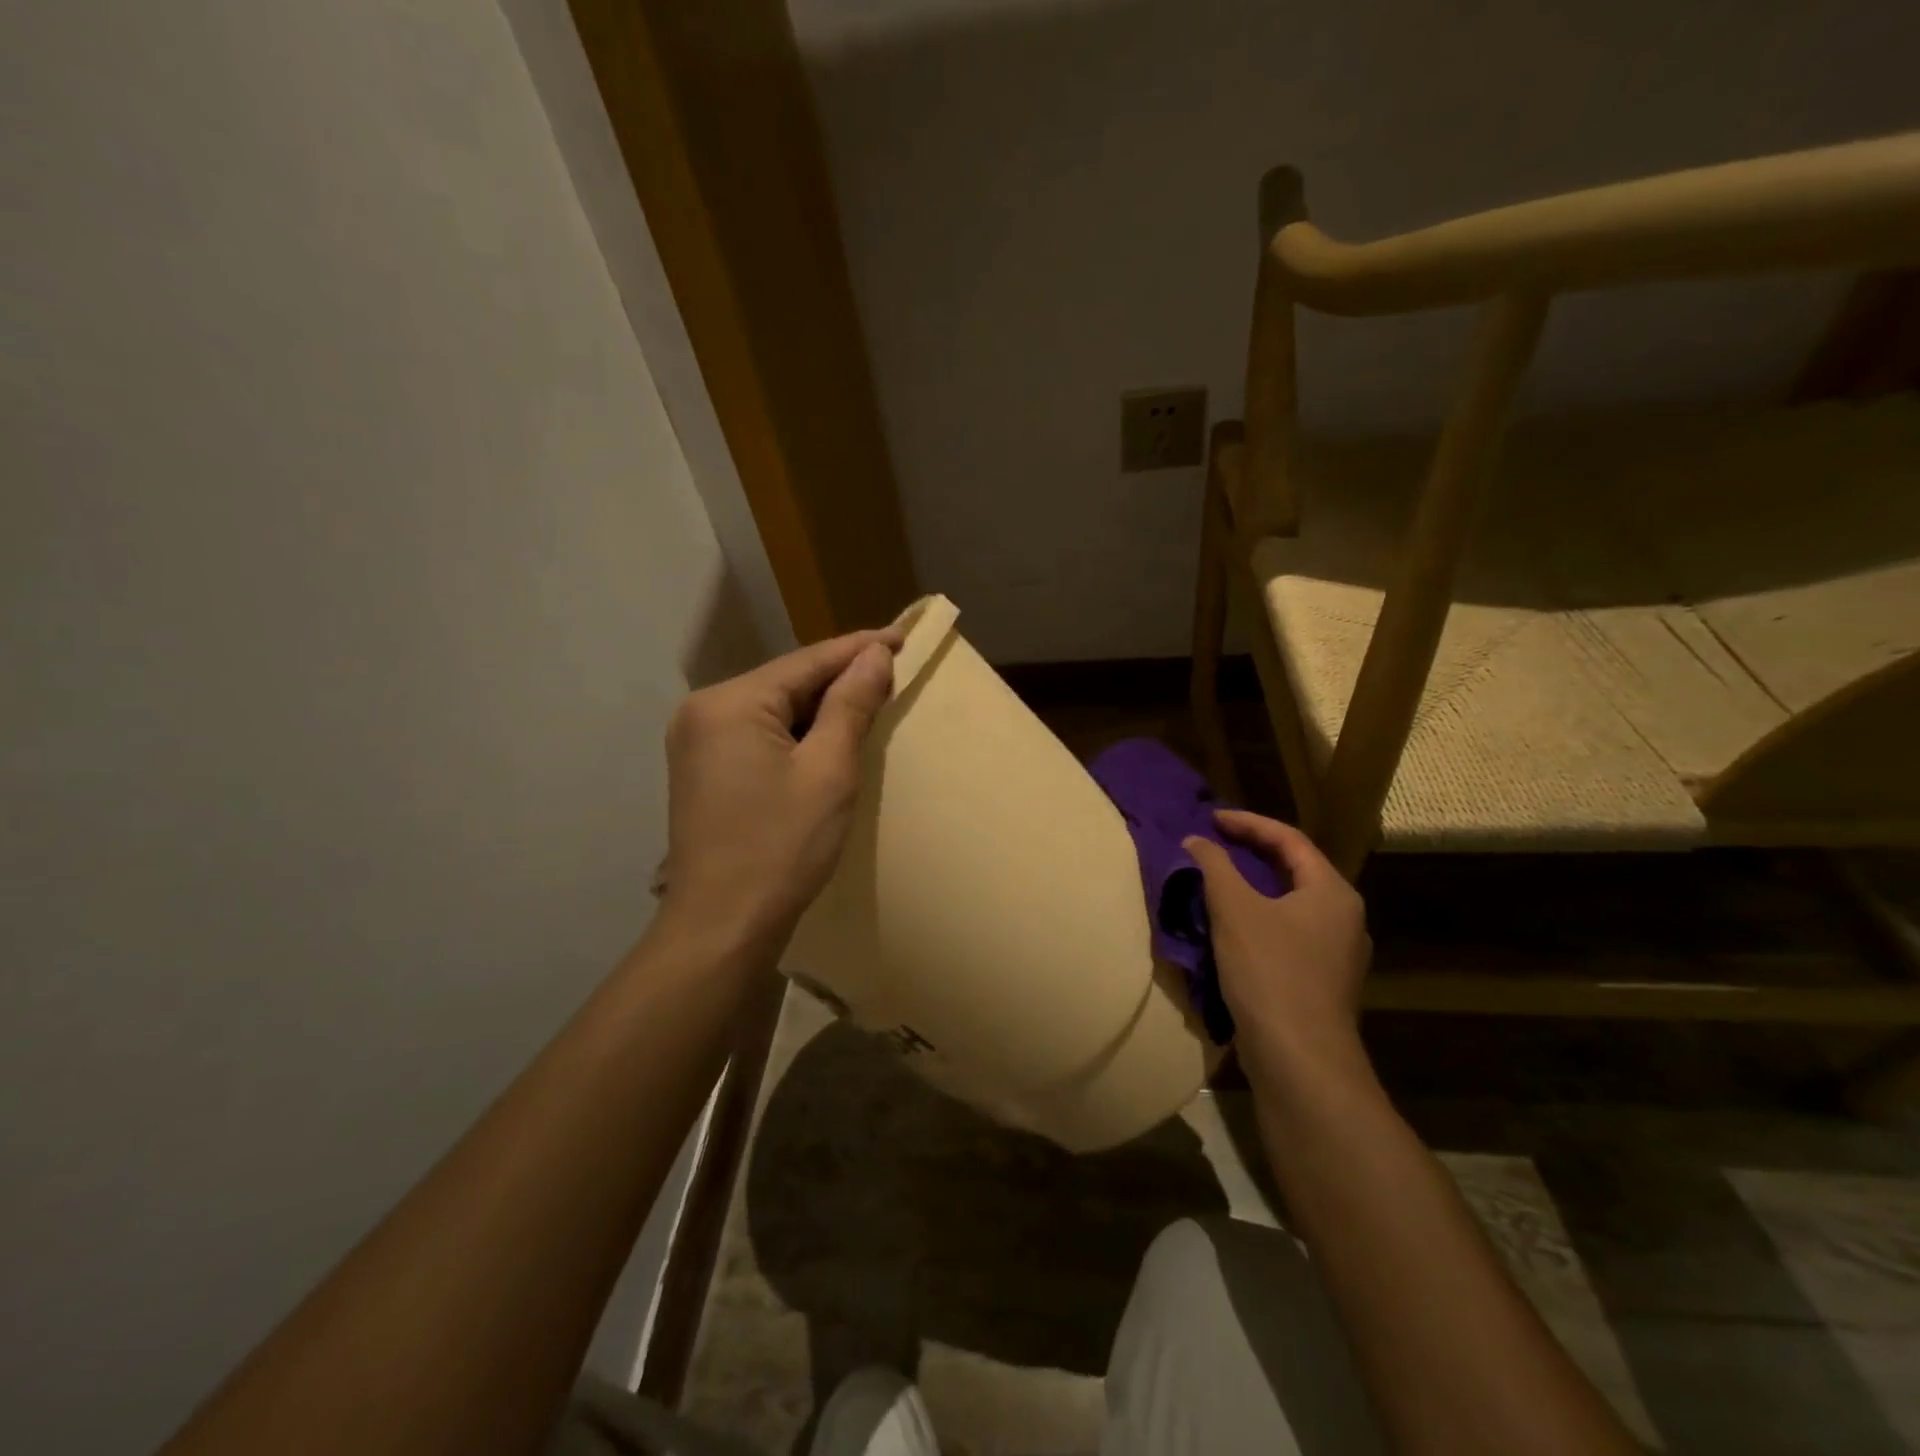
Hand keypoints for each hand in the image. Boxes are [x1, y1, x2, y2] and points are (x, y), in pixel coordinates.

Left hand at [660, 629, 900, 953]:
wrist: (722, 927)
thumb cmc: (782, 847)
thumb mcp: (828, 771)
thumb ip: (851, 705)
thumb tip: (875, 654)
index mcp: (729, 703)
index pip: (807, 661)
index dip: (859, 648)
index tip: (903, 636)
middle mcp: (704, 711)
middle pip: (785, 681)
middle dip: (839, 678)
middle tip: (893, 670)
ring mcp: (697, 742)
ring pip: (773, 709)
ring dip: (819, 707)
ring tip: (870, 701)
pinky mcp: (703, 770)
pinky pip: (759, 734)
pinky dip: (796, 733)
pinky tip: (828, 738)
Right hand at [1184, 811, 1372, 1084]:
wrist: (1299, 1059)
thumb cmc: (1270, 972)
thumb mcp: (1235, 910)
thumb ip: (1214, 867)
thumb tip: (1196, 841)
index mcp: (1332, 892)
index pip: (1289, 839)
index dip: (1248, 823)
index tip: (1211, 818)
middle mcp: (1344, 917)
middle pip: (1294, 869)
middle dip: (1251, 852)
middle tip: (1213, 843)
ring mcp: (1336, 953)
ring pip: (1289, 904)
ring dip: (1252, 887)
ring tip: (1216, 879)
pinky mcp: (1320, 981)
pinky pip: (1287, 932)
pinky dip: (1258, 917)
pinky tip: (1230, 927)